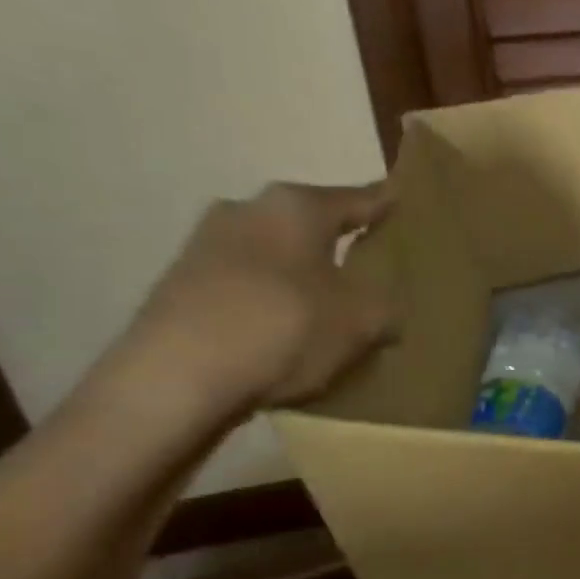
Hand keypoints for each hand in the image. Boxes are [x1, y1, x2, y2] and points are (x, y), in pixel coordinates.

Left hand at [116, 180, 396, 419]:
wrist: (173, 380)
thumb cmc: (284, 328)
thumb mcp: (363, 322)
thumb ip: (386, 309)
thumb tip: (385, 311)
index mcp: (296, 206)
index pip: (359, 198)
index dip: (387, 203)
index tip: (406, 201)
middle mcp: (247, 210)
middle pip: (309, 224)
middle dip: (337, 243)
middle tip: (371, 266)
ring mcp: (204, 246)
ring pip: (274, 255)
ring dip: (300, 275)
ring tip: (328, 308)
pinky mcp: (178, 287)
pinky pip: (244, 286)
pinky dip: (268, 302)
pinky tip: (284, 335)